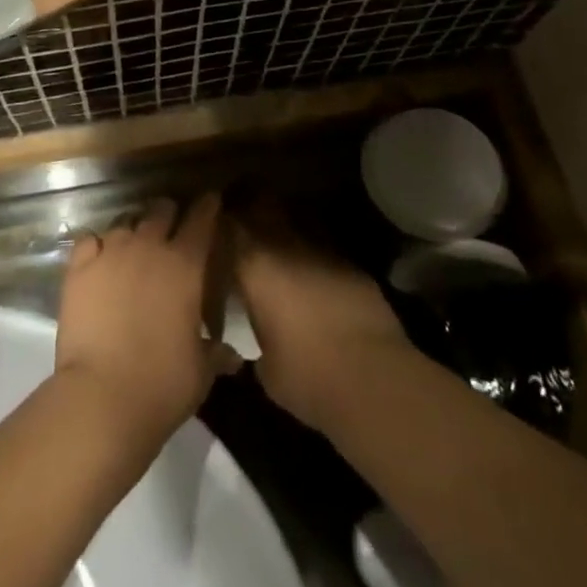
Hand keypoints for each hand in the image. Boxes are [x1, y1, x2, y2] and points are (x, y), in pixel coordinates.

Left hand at [56, 195, 237, 440]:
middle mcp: (148, 247)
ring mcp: (110, 252)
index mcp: (184, 265)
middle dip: (169, 214)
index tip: (211, 200)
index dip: (208, 207)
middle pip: (161, 211)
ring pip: (125, 222)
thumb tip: (231, 355)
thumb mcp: (200, 372)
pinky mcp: (79, 267)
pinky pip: (89, 240)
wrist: (101, 397)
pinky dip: (97, 245)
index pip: (201, 220)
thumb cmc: (162, 384)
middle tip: (171, 229)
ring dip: (134, 231)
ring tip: (134, 247)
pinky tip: (99, 259)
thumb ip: (215, 353)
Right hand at [231, 211, 411, 433]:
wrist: (373, 379)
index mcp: (255, 265)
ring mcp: (322, 249)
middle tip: (243, 225)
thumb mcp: (265, 367)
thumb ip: (257, 336)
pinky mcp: (352, 263)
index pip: (228, 226)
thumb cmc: (307, 376)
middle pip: (263, 206)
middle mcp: (286, 245)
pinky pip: (323, 246)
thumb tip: (260, 332)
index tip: (214, 230)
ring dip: (285, 229)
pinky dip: (314, 254)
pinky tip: (314, 274)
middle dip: (252, 210)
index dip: (221, 223)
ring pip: (296, 221)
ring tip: (278, 246)